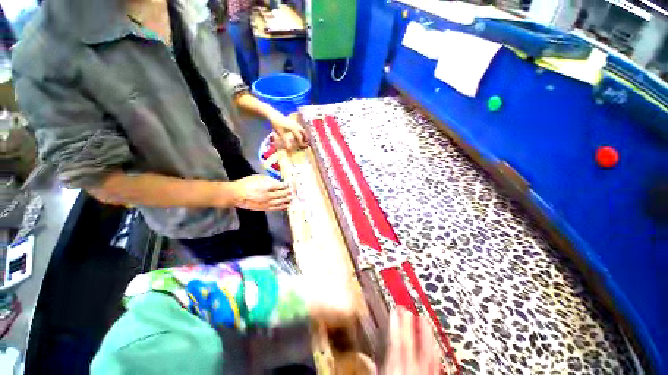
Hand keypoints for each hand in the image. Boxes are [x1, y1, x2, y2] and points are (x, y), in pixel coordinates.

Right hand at [231, 175, 291, 210]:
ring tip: (292, 198)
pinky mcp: (263, 208)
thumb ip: (269, 179)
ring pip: (280, 202)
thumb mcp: (258, 177)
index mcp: (266, 186)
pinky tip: (286, 206)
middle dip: (288, 192)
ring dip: (287, 200)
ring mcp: (266, 203)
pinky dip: (282, 207)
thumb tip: (279, 182)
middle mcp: (267, 195)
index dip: (286, 185)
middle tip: (293, 191)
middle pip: (282, 194)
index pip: (280, 186)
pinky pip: (275, 208)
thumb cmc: (246, 183)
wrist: (235, 194)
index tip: (290, 184)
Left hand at [270, 114, 307, 150]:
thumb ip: (286, 141)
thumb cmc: (277, 125)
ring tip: (304, 138)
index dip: (301, 143)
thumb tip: (289, 149)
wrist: (273, 115)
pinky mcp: (292, 121)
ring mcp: (294, 123)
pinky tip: (297, 133)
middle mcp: (296, 126)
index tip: (303, 147)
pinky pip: (299, 127)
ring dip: (303, 134)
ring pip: (301, 129)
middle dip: (305, 137)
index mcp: (294, 129)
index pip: (300, 137)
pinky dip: (300, 131)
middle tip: (306, 142)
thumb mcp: (281, 134)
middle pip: (303, 132)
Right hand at [381, 307, 441, 374]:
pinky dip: (436, 351)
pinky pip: (437, 363)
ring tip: (424, 318)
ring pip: (427, 350)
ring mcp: (425, 373)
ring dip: (425, 332)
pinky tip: (436, 344)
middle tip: (406, 309)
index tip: (394, 310)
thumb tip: (367, 355)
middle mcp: (412, 370)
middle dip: (408, 324)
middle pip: (411, 343)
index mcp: (396, 369)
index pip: (396, 343)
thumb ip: (378, 365)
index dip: (395, 325)